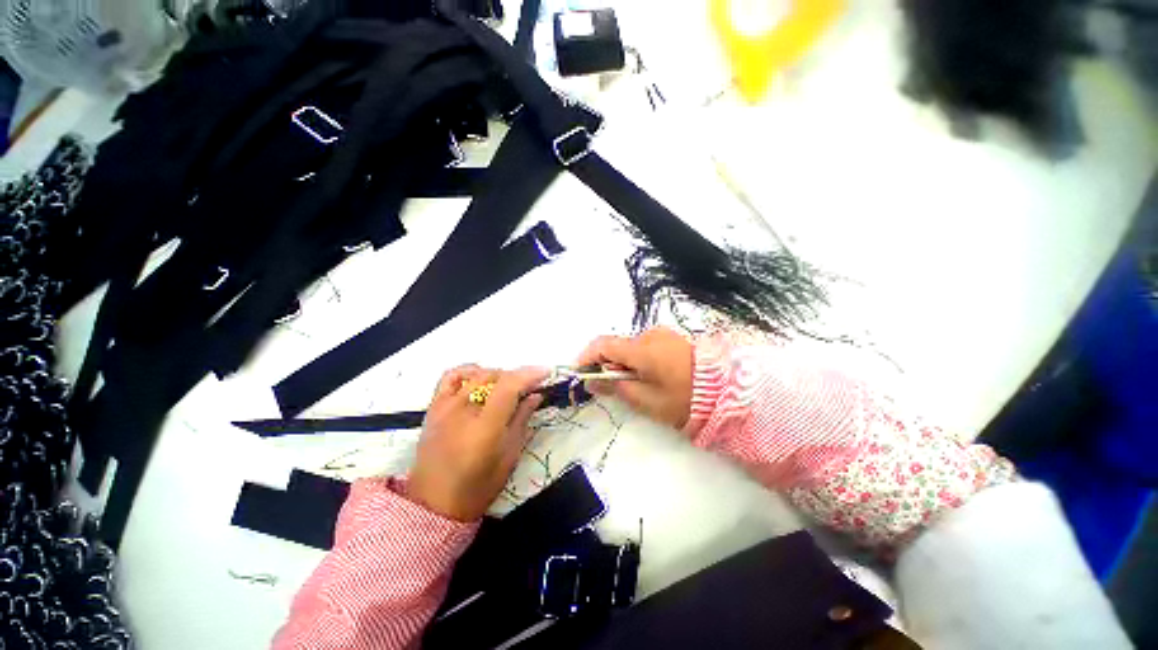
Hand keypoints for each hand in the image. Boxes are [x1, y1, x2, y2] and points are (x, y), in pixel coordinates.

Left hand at [407, 364, 547, 520]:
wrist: (433, 504)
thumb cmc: (478, 487)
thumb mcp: (509, 456)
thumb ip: (522, 420)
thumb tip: (536, 395)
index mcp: (485, 427)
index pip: (509, 386)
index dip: (530, 374)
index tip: (546, 372)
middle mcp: (463, 410)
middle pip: (495, 376)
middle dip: (518, 377)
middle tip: (530, 388)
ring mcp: (445, 406)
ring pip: (477, 373)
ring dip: (498, 375)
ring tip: (506, 388)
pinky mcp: (433, 407)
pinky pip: (451, 376)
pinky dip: (469, 371)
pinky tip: (479, 379)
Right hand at [576, 327, 693, 429]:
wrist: (725, 390)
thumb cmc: (683, 398)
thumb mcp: (645, 400)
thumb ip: (615, 387)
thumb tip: (592, 380)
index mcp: (641, 348)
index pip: (602, 345)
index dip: (586, 357)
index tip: (579, 373)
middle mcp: (648, 335)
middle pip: (615, 346)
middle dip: (605, 364)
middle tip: (606, 387)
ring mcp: (661, 334)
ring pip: (629, 347)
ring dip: (621, 362)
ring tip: (630, 385)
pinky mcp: (670, 338)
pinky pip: (643, 346)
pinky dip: (635, 359)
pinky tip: (645, 376)